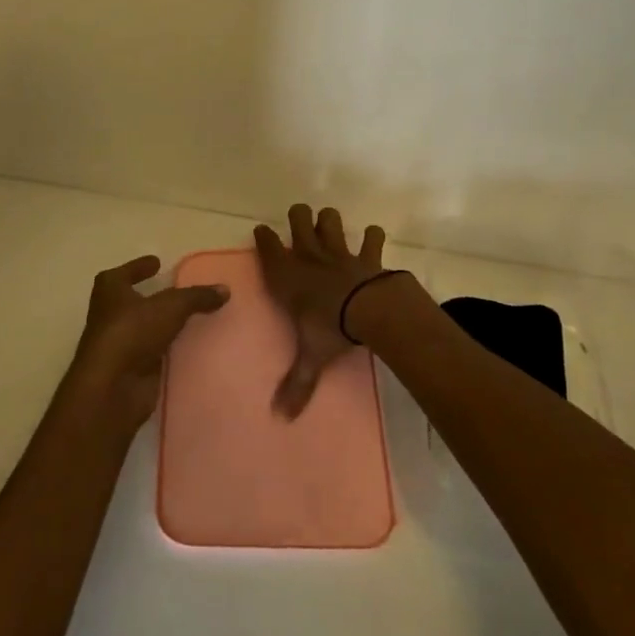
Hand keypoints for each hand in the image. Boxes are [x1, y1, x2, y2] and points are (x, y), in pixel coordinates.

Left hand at [65, 255, 229, 432]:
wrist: (113, 387)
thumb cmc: (133, 332)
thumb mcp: (171, 306)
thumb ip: (197, 296)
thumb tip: (225, 289)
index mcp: (110, 291)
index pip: (123, 273)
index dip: (138, 267)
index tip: (156, 262)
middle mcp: (110, 315)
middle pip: (132, 301)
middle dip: (151, 297)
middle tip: (177, 290)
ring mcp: (120, 344)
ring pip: (144, 329)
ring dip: (161, 325)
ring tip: (190, 318)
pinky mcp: (131, 369)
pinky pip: (154, 353)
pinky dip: (168, 349)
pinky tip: (188, 346)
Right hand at [254, 205, 388, 418]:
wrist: (367, 311)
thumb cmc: (328, 328)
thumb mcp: (309, 356)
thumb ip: (296, 384)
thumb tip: (281, 418)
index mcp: (287, 276)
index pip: (268, 248)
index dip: (264, 237)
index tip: (261, 231)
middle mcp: (309, 258)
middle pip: (299, 221)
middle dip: (298, 218)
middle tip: (299, 222)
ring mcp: (339, 252)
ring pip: (330, 221)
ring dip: (329, 221)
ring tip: (329, 225)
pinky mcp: (367, 256)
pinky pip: (371, 238)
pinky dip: (373, 238)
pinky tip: (372, 239)